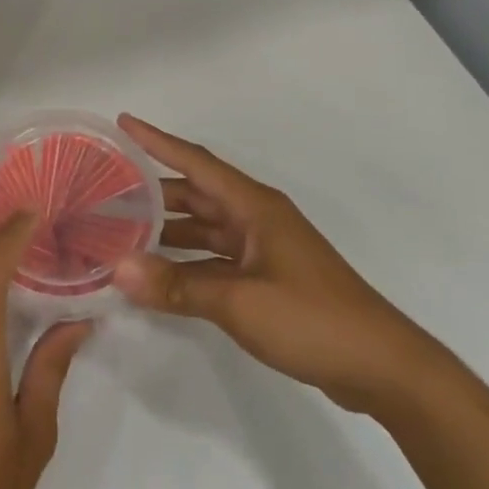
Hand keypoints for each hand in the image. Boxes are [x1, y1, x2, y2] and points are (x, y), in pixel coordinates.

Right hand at [112, 114, 442, 415]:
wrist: (380, 366)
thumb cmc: (312, 318)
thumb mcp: (239, 301)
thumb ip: (177, 285)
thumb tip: (117, 269)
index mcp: (254, 206)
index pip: (196, 161)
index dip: (157, 141)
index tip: (124, 121)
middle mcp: (256, 218)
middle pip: (196, 193)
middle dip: (154, 190)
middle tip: (107, 189)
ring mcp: (263, 249)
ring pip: (204, 227)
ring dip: (168, 228)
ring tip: (122, 230)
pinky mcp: (266, 278)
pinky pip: (215, 258)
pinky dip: (187, 262)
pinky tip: (159, 274)